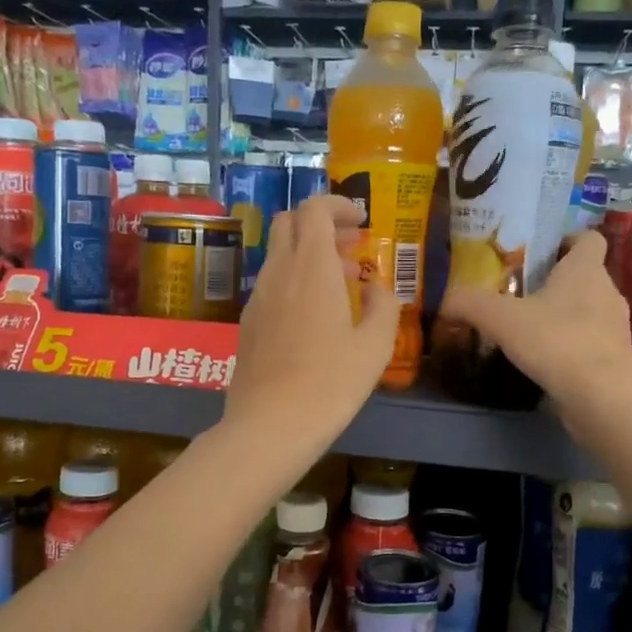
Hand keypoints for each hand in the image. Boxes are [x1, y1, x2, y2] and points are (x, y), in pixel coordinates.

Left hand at [225, 194, 397, 445]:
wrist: (270, 425)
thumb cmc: (330, 383)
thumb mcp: (375, 347)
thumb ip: (383, 307)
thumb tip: (375, 288)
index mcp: (311, 267)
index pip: (314, 209)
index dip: (337, 205)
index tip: (361, 222)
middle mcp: (278, 272)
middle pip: (289, 223)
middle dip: (320, 223)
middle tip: (351, 246)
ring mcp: (258, 297)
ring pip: (278, 254)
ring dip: (308, 254)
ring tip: (342, 284)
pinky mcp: (248, 322)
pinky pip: (271, 283)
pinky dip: (294, 280)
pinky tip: (315, 315)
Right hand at [438, 231, 631, 412]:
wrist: (601, 395)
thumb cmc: (555, 340)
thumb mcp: (500, 318)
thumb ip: (470, 304)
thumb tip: (444, 302)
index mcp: (585, 270)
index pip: (588, 239)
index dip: (567, 240)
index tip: (541, 252)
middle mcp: (607, 292)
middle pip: (585, 276)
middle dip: (556, 283)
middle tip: (521, 294)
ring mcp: (616, 327)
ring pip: (589, 311)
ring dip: (563, 316)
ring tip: (530, 330)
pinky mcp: (615, 360)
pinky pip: (590, 343)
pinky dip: (570, 347)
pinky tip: (544, 361)